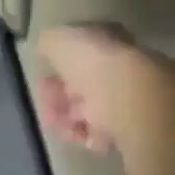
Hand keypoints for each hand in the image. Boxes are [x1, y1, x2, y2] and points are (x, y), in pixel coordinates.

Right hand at [34, 22, 159, 154]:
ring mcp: (126, 95)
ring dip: (70, 118)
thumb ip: (49, 43)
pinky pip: (103, 132)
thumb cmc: (91, 63)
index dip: (57, 66)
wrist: (128, 99)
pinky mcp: (132, 125)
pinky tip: (81, 135)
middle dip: (60, 97)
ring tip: (61, 126)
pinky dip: (88, 135)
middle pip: (83, 83)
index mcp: (105, 39)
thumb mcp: (58, 40)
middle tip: (48, 110)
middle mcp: (117, 64)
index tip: (42, 80)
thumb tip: (46, 48)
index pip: (80, 52)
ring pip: (91, 109)